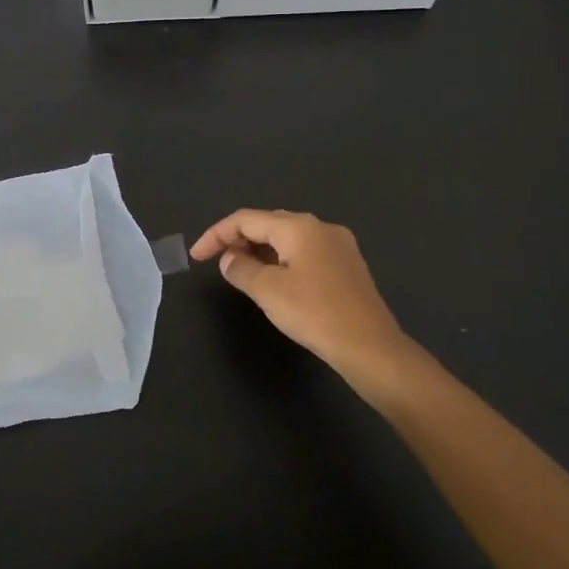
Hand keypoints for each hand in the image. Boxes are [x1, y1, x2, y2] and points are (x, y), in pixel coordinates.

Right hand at [191, 210, 434, 399]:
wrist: (371, 348)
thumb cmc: (315, 314)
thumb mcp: (268, 291)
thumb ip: (241, 269)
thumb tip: (229, 259)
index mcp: (299, 226)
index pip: (246, 219)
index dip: (216, 234)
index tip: (196, 257)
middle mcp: (320, 227)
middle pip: (268, 224)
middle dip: (238, 239)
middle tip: (217, 263)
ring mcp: (338, 246)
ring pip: (287, 239)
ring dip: (259, 251)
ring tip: (240, 272)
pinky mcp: (347, 266)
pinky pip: (304, 253)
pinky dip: (281, 261)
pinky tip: (273, 281)